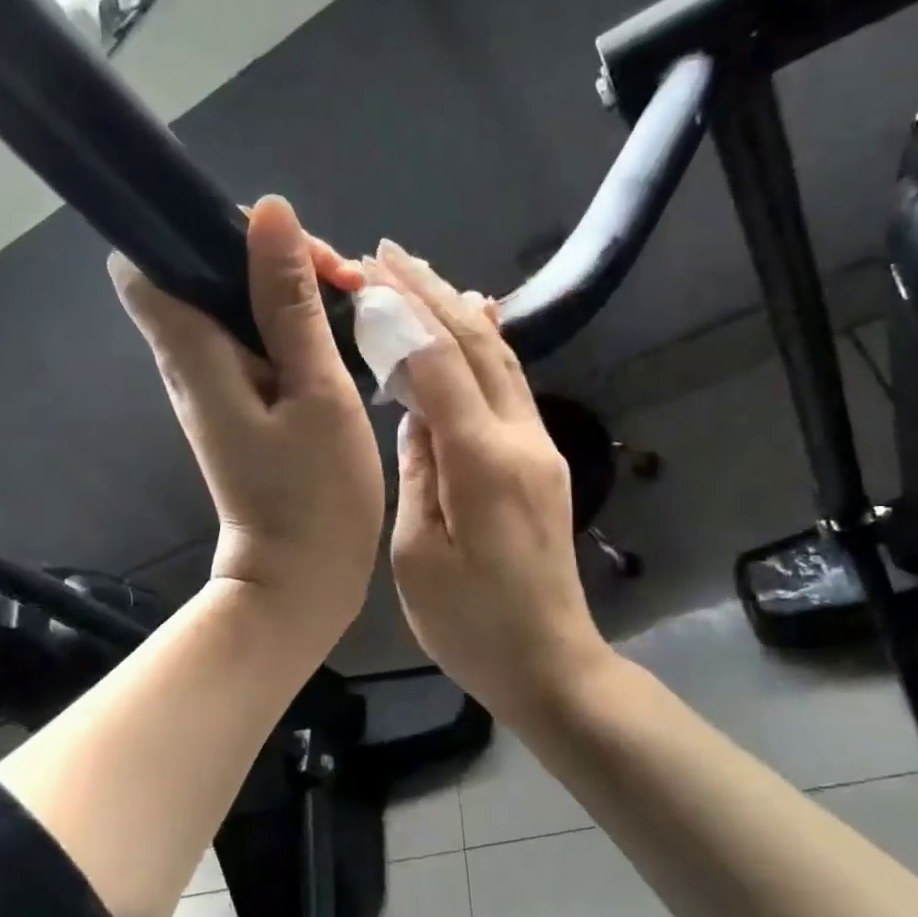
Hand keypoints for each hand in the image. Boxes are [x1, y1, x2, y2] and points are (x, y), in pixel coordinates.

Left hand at [109, 197, 383, 643]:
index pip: (145, 264)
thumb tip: (267, 212)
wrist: (300, 579)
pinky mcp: (240, 403)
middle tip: (339, 277)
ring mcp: (214, 385)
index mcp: (193, 355)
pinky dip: (293, 324)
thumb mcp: (316, 391)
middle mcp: (189, 363)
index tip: (267, 238)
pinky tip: (342, 332)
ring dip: (289, 288)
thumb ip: (289, 303)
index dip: (194, 230)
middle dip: (269, 255)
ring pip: (236, 303)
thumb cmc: (314, 494)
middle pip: (204, 273)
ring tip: (353, 299)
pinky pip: (255, 339)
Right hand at [371, 242, 610, 717]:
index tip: (367, 274)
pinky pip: (511, 387)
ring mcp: (540, 448)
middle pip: (477, 347)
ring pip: (501, 360)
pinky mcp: (543, 462)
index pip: (439, 365)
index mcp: (483, 463)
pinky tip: (471, 326)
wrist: (550, 662)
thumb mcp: (418, 553)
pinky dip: (483, 348)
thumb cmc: (470, 624)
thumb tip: (414, 414)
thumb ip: (417, 470)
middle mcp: (521, 440)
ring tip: (421, 276)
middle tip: (388, 254)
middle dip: (431, 294)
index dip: (403, 315)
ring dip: (459, 313)